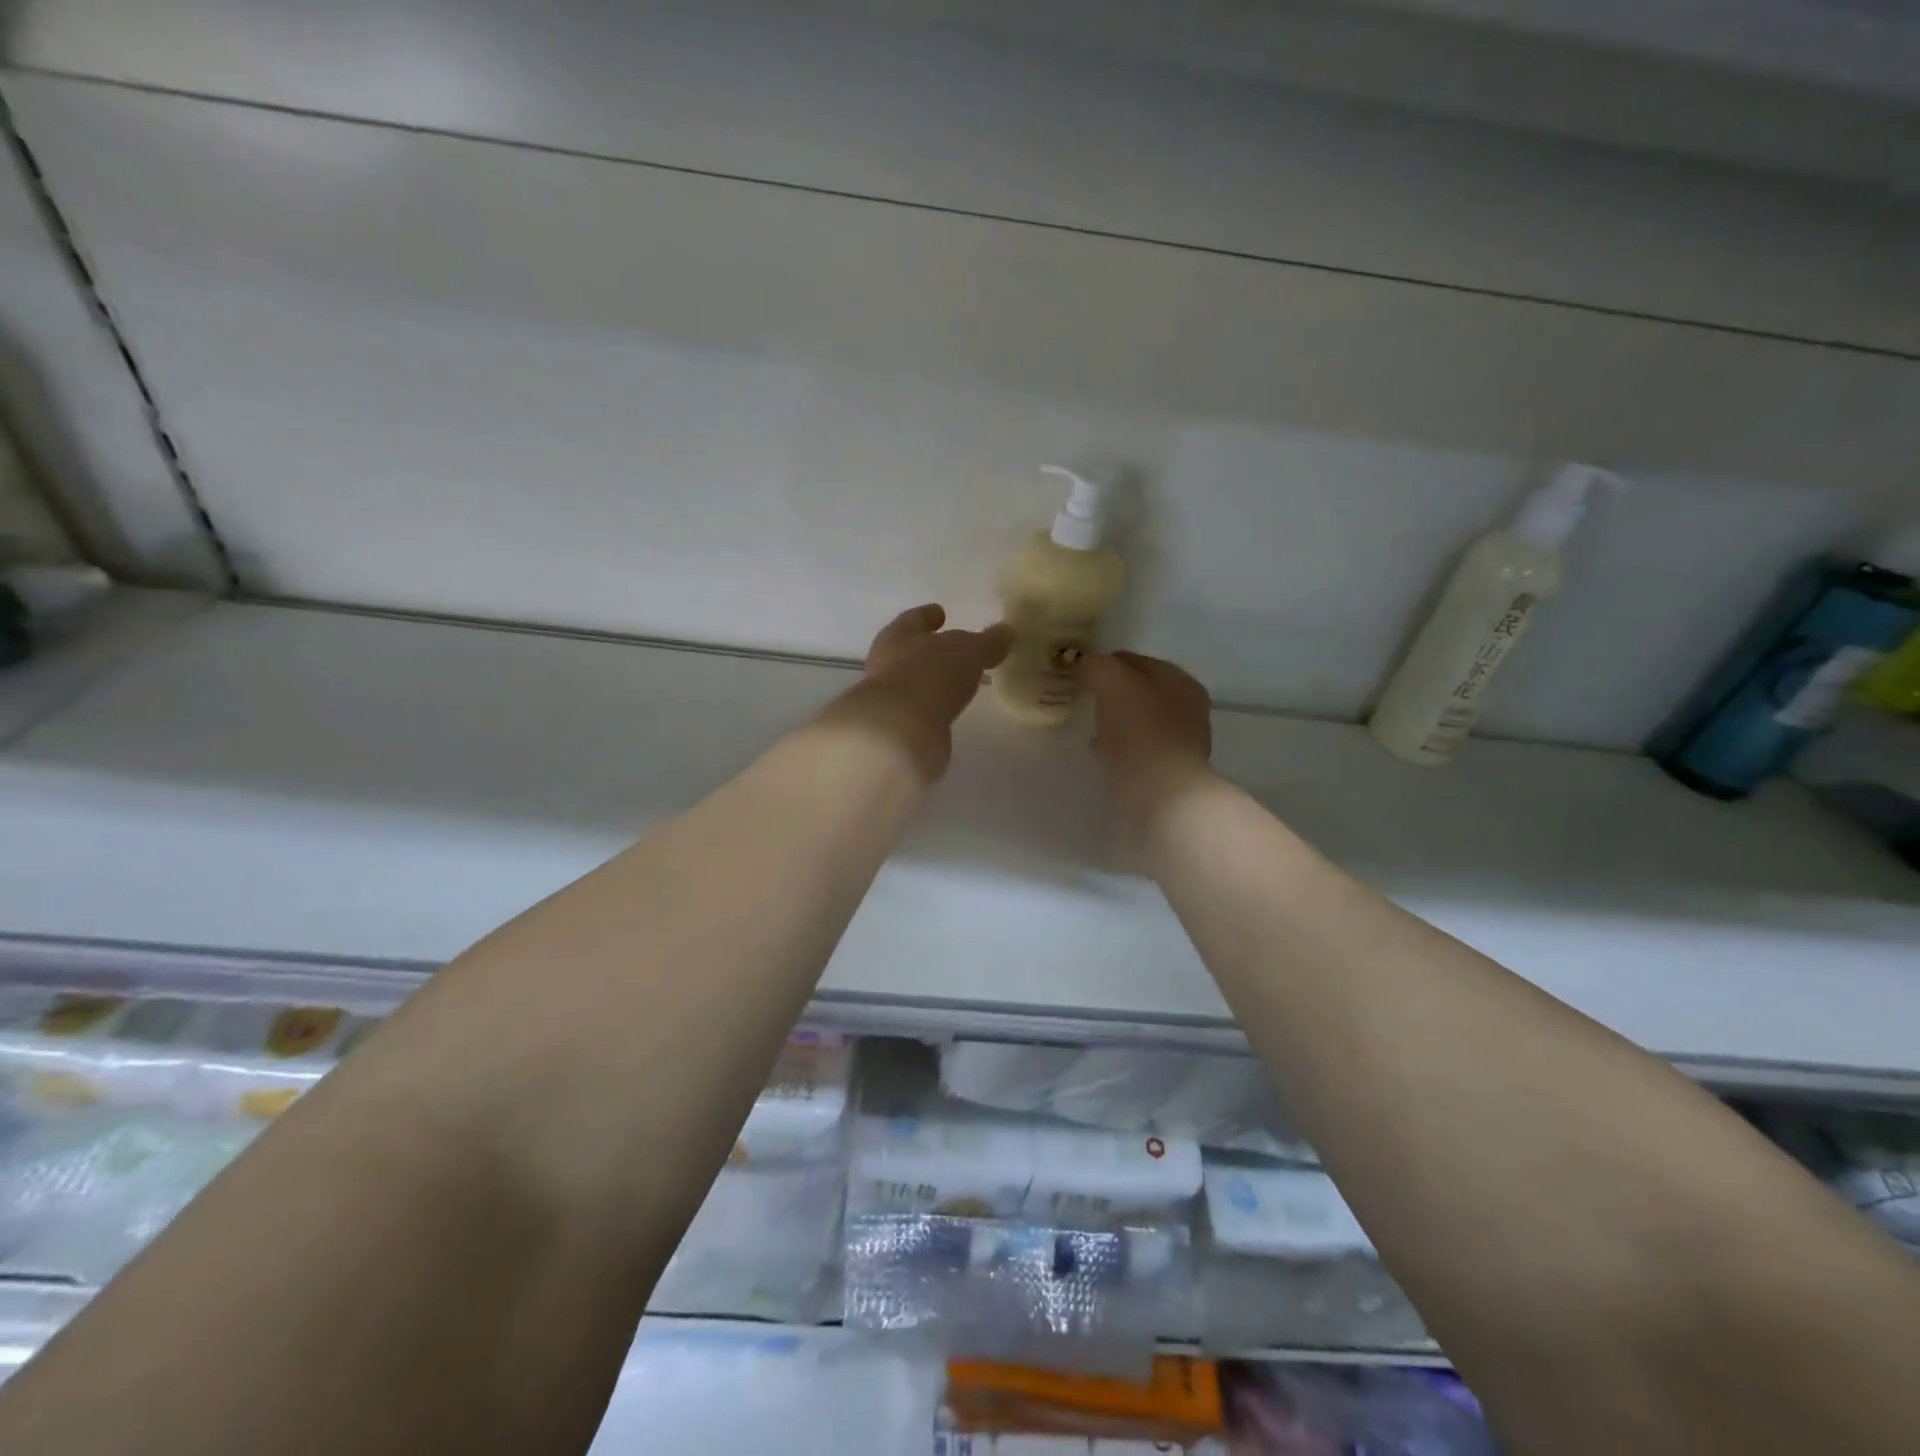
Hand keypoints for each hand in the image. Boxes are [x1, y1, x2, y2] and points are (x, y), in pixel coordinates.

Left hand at [822, 605, 1011, 780]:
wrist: (900, 731)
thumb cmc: (930, 674)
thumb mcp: (967, 650)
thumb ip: (987, 642)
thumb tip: (1006, 631)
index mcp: (898, 636)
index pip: (914, 619)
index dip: (928, 615)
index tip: (940, 612)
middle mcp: (887, 664)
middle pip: (910, 651)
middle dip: (931, 650)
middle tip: (955, 650)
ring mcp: (891, 699)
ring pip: (915, 682)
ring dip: (935, 681)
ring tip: (959, 682)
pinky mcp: (899, 728)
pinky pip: (922, 710)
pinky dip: (936, 707)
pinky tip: (951, 709)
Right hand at [1082, 651, 1216, 823]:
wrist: (1161, 797)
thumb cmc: (1140, 732)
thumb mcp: (1114, 683)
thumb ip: (1097, 666)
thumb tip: (1085, 665)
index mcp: (1180, 681)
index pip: (1135, 660)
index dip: (1105, 662)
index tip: (1079, 674)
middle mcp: (1186, 708)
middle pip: (1139, 690)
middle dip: (1112, 692)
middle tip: (1083, 698)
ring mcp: (1179, 742)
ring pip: (1138, 720)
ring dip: (1115, 719)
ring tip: (1089, 723)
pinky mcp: (1166, 771)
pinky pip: (1136, 749)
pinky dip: (1118, 746)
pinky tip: (1099, 750)